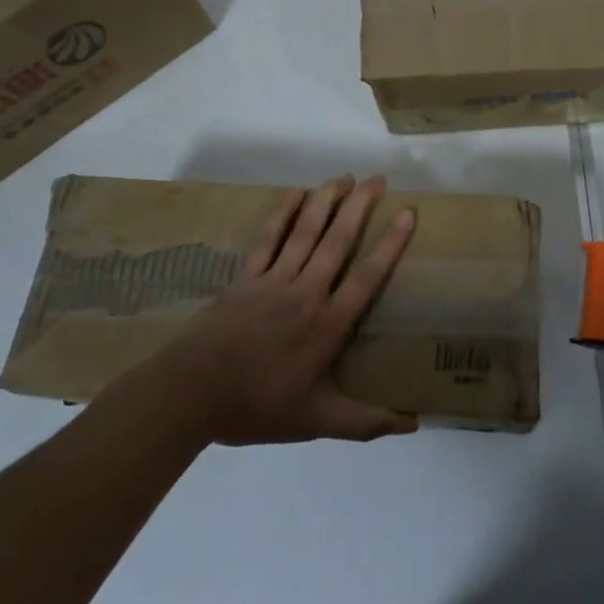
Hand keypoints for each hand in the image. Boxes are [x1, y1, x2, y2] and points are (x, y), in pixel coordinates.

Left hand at [156, 175, 419, 444]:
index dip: (390, 243)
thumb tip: (413, 425)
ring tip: (345, 177)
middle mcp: (306, 292)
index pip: (367, 276)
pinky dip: (283, 212)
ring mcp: (273, 280)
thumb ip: (364, 422)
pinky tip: (296, 192)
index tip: (408, 212)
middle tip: (379, 179)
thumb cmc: (258, 407)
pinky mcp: (246, 277)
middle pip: (338, 240)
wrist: (190, 395)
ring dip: (327, 200)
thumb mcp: (316, 422)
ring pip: (305, 231)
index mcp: (327, 324)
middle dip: (360, 206)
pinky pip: (268, 237)